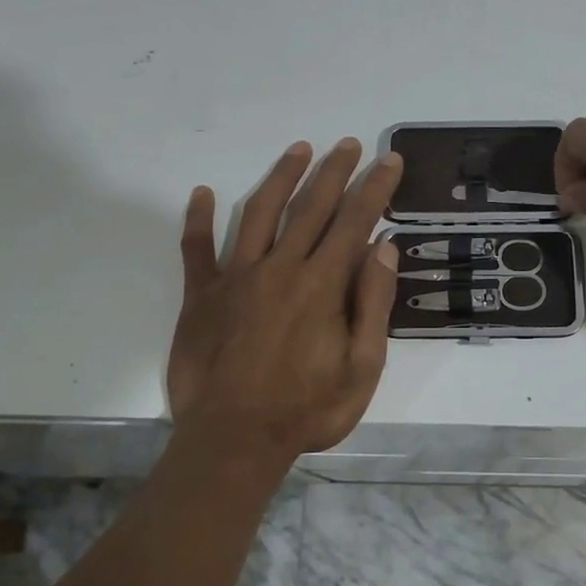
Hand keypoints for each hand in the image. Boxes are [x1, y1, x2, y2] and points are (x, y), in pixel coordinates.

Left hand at [167, 138, 401, 474]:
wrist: (233, 441)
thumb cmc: (307, 409)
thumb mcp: (362, 368)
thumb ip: (373, 305)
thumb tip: (384, 249)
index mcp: (321, 285)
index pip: (354, 222)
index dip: (374, 188)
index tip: (388, 161)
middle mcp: (280, 269)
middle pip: (310, 206)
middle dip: (334, 171)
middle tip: (349, 144)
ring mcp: (236, 278)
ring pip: (259, 213)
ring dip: (281, 177)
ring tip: (298, 149)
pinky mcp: (202, 296)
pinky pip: (196, 249)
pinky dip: (197, 220)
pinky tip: (201, 192)